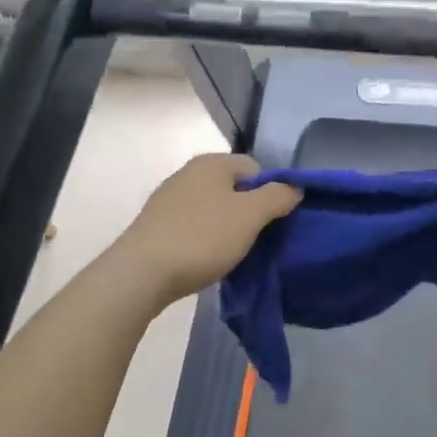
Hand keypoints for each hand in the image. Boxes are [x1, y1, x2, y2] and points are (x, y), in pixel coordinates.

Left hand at [115, 153, 300, 304]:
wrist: (142, 273)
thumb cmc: (202, 237)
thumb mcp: (251, 216)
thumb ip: (278, 196)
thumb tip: (294, 187)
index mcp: (212, 163)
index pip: (256, 168)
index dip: (270, 193)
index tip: (272, 223)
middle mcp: (188, 173)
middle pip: (234, 189)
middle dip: (249, 212)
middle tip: (256, 240)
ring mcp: (169, 199)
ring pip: (214, 209)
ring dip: (227, 228)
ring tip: (232, 254)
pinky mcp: (157, 224)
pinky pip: (194, 226)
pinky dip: (205, 239)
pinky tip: (206, 259)